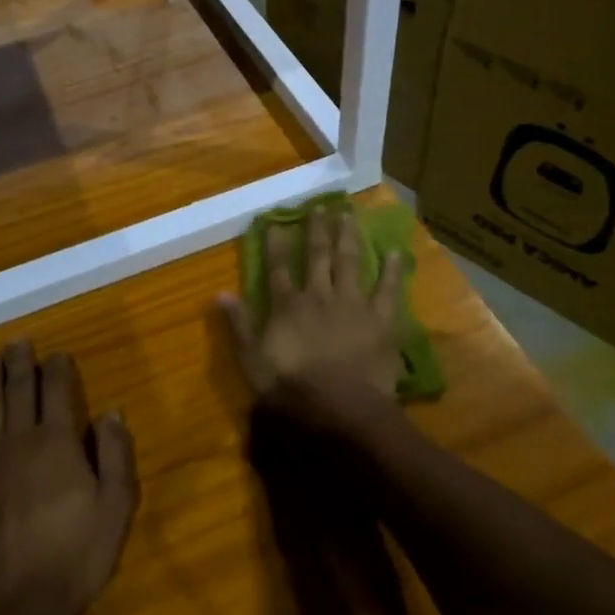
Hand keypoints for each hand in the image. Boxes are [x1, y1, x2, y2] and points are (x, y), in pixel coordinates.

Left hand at [0, 340, 137, 614]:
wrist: (16, 608)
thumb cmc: (75, 555)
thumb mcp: (116, 506)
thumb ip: (116, 454)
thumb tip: (111, 411)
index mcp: (57, 441)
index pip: (56, 390)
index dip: (57, 367)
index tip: (57, 353)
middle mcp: (19, 442)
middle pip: (18, 391)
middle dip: (19, 363)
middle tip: (17, 341)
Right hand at [219, 205, 406, 429]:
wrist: (342, 408)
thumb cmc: (292, 389)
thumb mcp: (252, 361)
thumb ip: (239, 325)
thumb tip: (219, 293)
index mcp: (288, 305)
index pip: (278, 268)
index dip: (276, 244)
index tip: (276, 222)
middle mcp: (319, 295)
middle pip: (318, 256)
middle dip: (317, 229)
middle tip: (320, 206)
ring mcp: (352, 304)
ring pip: (349, 262)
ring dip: (348, 237)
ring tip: (349, 215)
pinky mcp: (380, 319)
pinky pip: (388, 289)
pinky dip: (392, 270)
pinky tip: (394, 251)